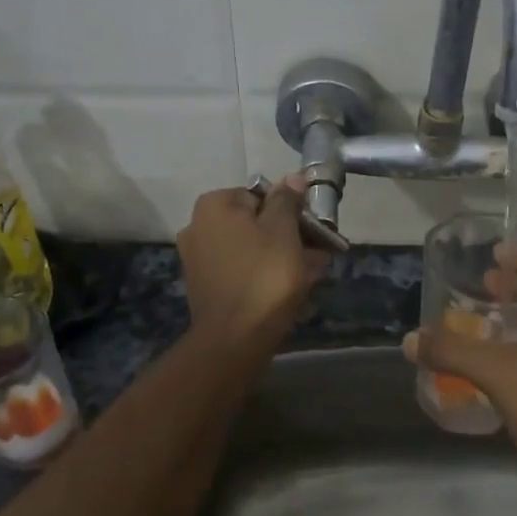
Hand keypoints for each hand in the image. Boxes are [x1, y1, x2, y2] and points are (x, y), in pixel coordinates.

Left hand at [177, 177, 327, 351]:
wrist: (235, 338)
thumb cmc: (264, 276)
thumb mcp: (284, 232)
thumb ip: (287, 201)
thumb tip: (293, 177)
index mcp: (214, 206)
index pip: (261, 195)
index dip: (290, 212)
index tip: (312, 231)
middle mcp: (198, 226)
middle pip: (255, 223)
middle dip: (288, 237)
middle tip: (318, 256)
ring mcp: (198, 258)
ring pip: (251, 249)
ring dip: (280, 258)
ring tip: (310, 276)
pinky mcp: (205, 285)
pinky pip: (241, 270)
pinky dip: (263, 275)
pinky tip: (290, 291)